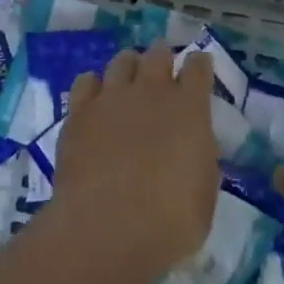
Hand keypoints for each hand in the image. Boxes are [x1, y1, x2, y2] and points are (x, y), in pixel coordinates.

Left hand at [44, 46, 219, 283]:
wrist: (106, 228)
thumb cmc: (169, 222)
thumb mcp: (204, 194)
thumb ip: (200, 158)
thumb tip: (192, 144)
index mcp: (189, 108)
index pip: (198, 68)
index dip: (199, 64)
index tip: (199, 66)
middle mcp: (151, 91)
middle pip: (158, 54)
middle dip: (163, 56)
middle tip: (162, 67)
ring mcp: (112, 97)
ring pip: (122, 60)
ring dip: (130, 65)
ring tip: (129, 78)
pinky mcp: (79, 111)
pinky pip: (86, 81)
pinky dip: (94, 84)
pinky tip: (96, 98)